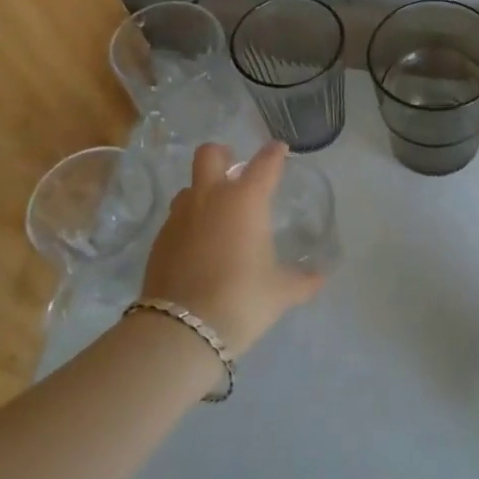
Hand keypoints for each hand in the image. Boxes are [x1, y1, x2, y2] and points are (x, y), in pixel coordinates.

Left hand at [138, 141, 323, 354]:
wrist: (182, 329)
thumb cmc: (241, 298)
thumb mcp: (280, 292)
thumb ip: (301, 281)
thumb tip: (319, 279)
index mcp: (246, 200)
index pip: (264, 164)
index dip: (274, 154)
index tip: (279, 149)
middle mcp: (211, 198)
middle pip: (210, 155)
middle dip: (223, 155)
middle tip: (234, 168)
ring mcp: (180, 217)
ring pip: (189, 187)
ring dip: (203, 192)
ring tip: (216, 214)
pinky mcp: (159, 240)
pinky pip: (176, 219)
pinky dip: (189, 223)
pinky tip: (199, 246)